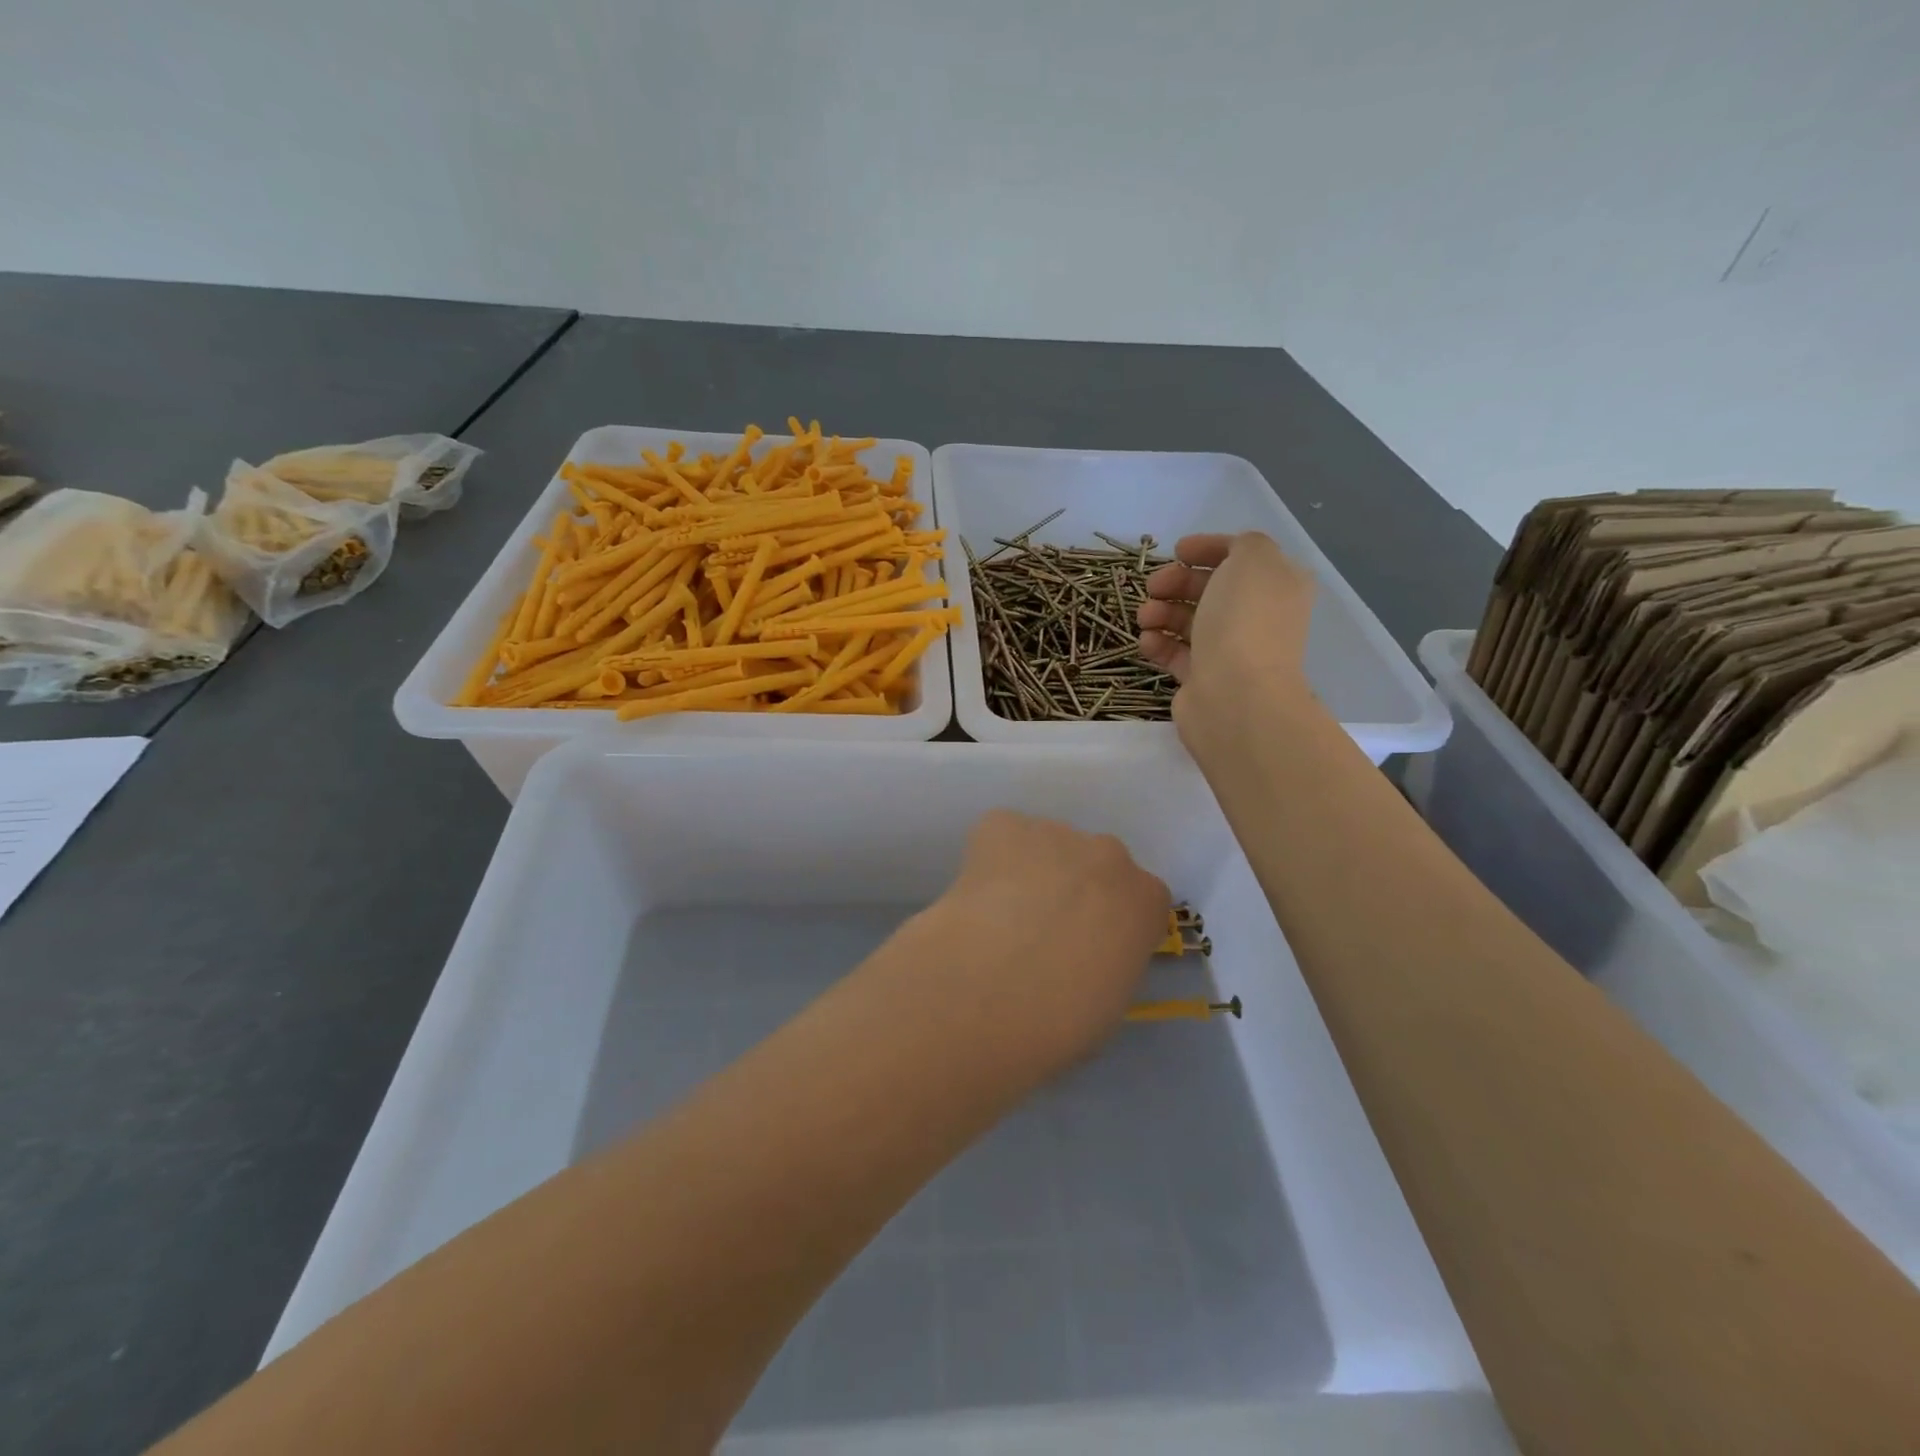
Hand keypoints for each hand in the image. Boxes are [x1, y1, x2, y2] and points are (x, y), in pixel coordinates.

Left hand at [922, 810, 1169, 1071]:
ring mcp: (1056, 832)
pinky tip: (975, 895)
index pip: (1139, 900)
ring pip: (1045, 847)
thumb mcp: (1110, 1002)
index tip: (1085, 949)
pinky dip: (988, 858)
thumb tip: (1084, 957)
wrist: (992, 989)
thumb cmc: (1062, 1019)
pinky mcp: (1003, 825)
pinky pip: (1000, 834)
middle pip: (1094, 865)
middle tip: (1039, 930)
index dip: (1109, 923)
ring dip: (1029, 871)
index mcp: (1146, 899)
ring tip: (998, 916)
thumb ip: (1110, 961)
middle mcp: (1108, 855)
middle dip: (1072, 889)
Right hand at [1136, 531, 1316, 736]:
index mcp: (1278, 587)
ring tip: (1145, 618)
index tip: (1177, 551)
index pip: (1241, 558)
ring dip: (1161, 612)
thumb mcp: (1253, 560)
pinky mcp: (1205, 679)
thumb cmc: (1243, 622)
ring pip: (1190, 621)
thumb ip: (1243, 544)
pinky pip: (1177, 654)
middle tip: (1153, 586)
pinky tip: (1147, 642)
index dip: (1208, 549)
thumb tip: (1228, 557)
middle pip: (1210, 589)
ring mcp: (1231, 651)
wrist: (1236, 696)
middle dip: (1177, 583)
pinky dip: (1159, 644)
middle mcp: (1258, 617)